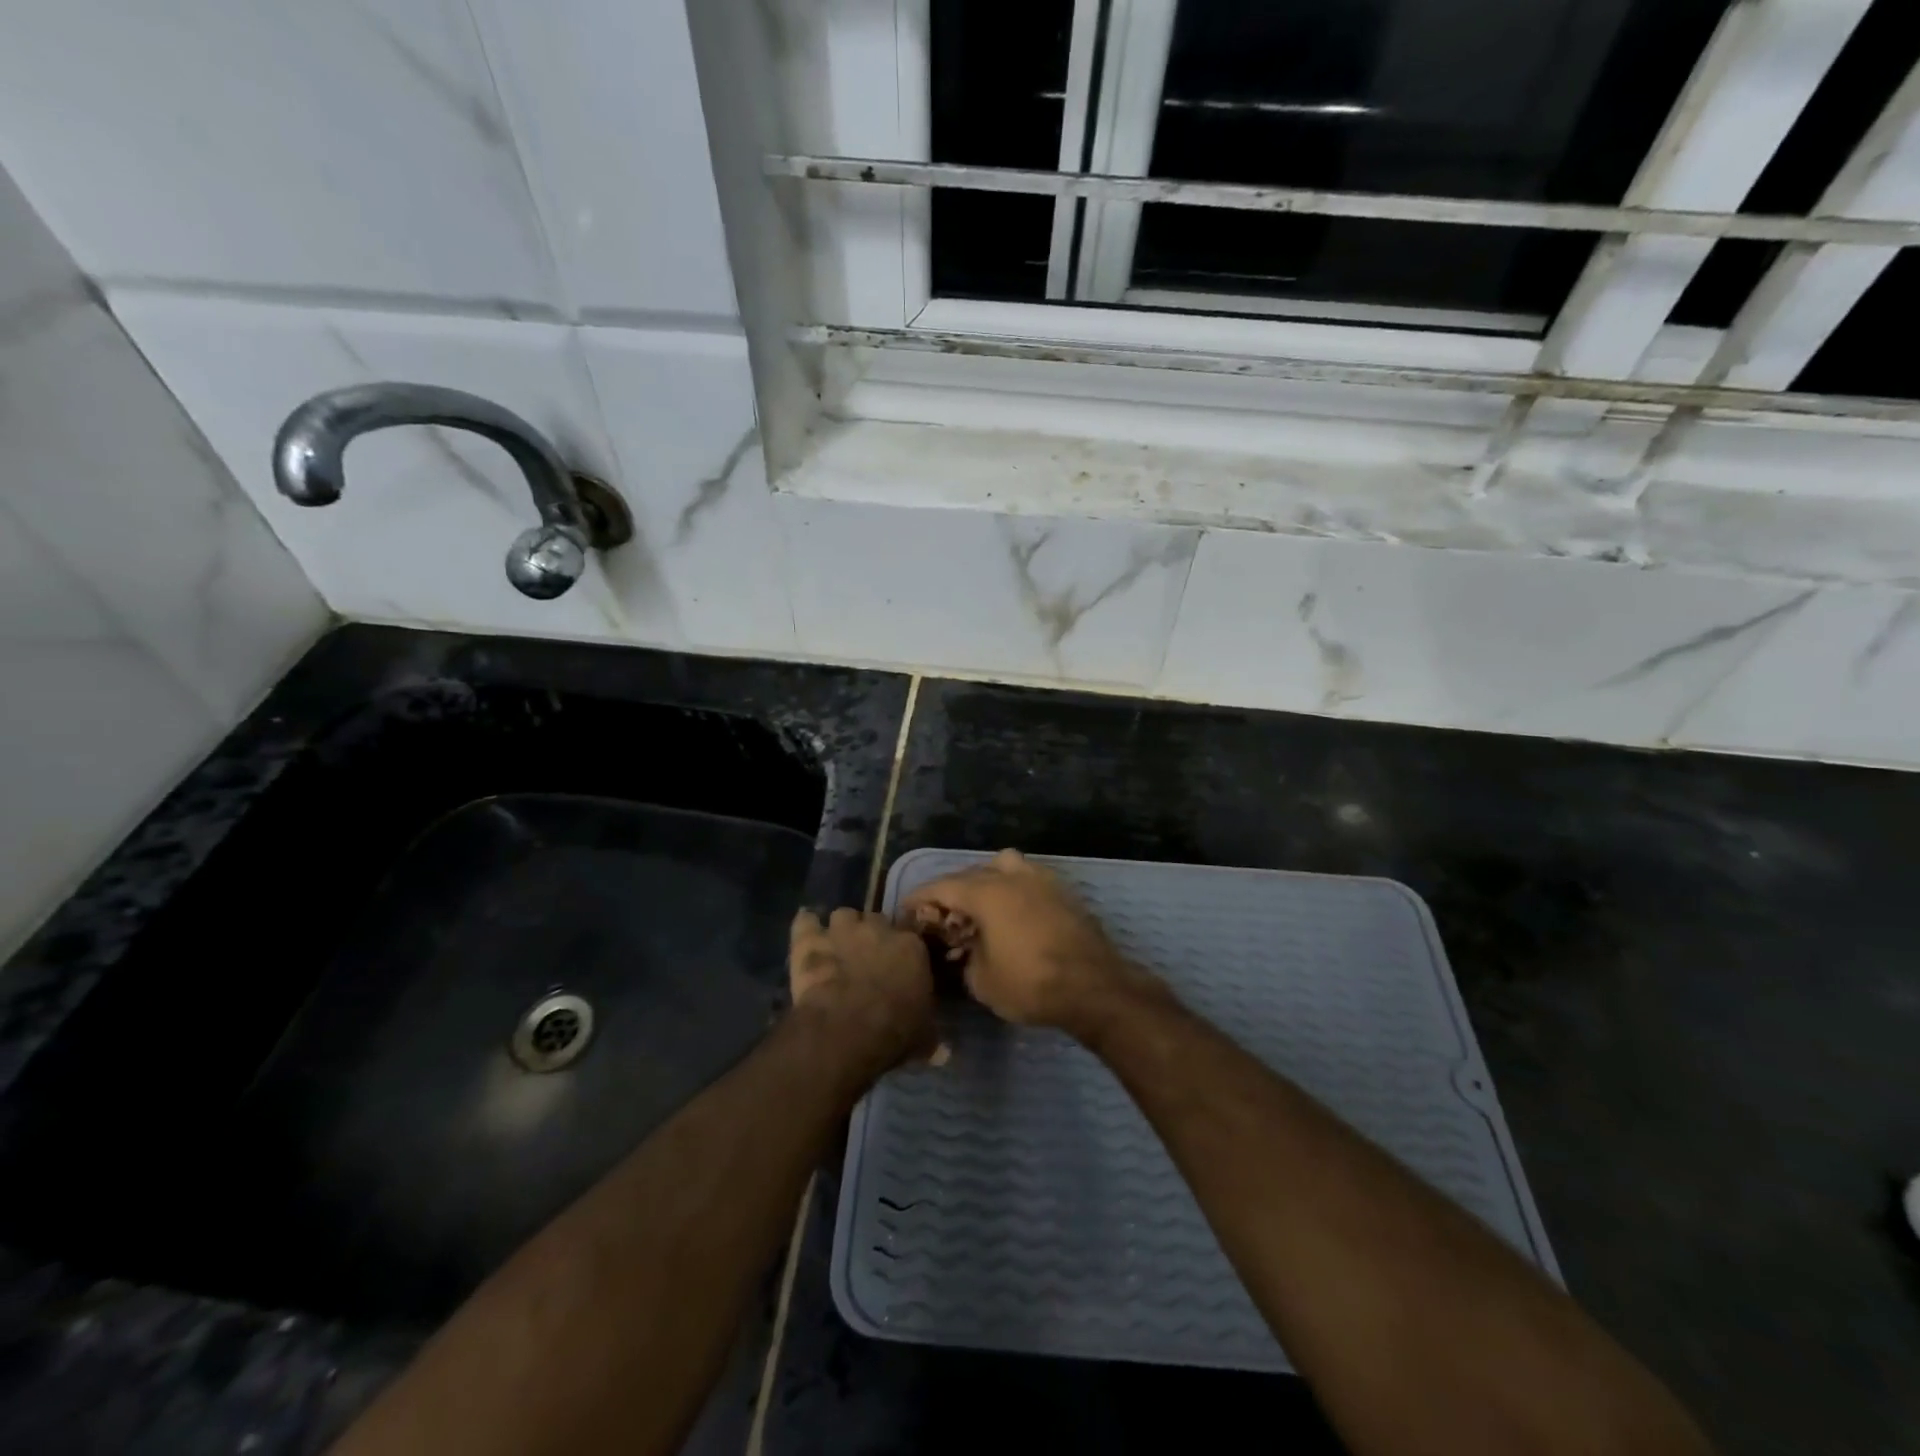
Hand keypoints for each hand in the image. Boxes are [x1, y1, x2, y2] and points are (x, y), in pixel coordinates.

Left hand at [789, 907, 935, 1076]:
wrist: (848, 1027)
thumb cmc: (894, 1030)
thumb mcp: (923, 1038)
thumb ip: (931, 1037)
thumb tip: (944, 1053)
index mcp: (912, 946)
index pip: (910, 932)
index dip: (902, 946)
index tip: (898, 961)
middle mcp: (878, 929)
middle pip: (876, 919)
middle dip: (871, 934)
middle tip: (866, 957)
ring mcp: (842, 930)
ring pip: (844, 915)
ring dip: (841, 928)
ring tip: (837, 945)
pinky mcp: (811, 940)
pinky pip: (806, 921)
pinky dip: (806, 926)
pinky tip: (806, 931)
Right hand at [900, 849, 1153, 1033]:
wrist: (1094, 987)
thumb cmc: (1032, 984)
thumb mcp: (982, 981)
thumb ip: (964, 957)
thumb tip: (966, 950)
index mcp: (986, 892)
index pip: (941, 887)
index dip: (919, 899)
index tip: (905, 912)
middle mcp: (1011, 876)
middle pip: (971, 874)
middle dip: (951, 892)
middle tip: (942, 917)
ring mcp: (1041, 879)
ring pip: (1003, 866)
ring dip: (986, 882)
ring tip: (981, 909)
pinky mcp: (1063, 891)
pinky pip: (1027, 879)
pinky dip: (1012, 889)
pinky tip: (1012, 915)